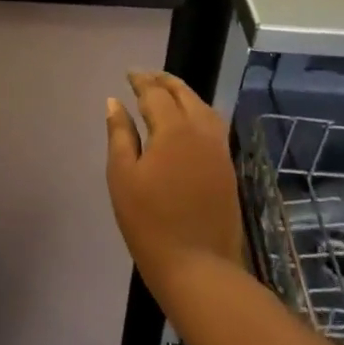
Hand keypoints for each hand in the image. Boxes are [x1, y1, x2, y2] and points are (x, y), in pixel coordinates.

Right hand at [106, 72, 243, 293]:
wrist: (199, 270)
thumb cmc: (150, 223)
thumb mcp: (123, 176)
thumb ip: (119, 134)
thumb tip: (115, 102)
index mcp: (174, 130)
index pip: (156, 93)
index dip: (141, 81)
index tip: (129, 74)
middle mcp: (202, 132)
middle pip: (185, 95)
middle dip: (164, 82)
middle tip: (145, 78)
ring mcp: (219, 152)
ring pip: (204, 109)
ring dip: (184, 95)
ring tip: (166, 94)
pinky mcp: (228, 170)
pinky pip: (213, 127)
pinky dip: (198, 113)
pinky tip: (186, 123)